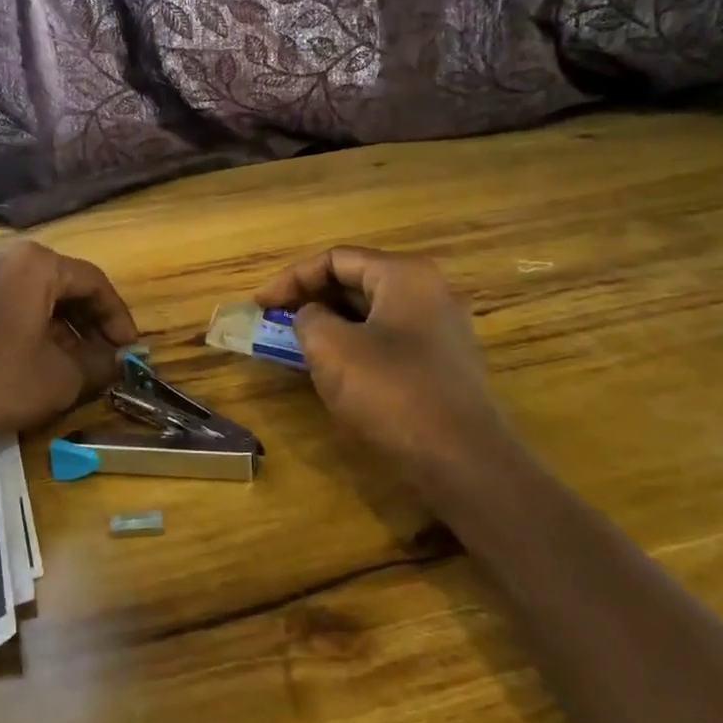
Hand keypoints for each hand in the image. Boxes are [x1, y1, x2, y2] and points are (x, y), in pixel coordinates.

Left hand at [0, 240, 138, 444]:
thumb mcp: (59, 378)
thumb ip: (97, 365)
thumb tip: (116, 362)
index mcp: (35, 264)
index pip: (93, 283)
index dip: (118, 318)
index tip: (129, 350)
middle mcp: (4, 256)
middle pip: (62, 284)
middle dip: (89, 322)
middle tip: (105, 356)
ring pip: (33, 295)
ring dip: (60, 326)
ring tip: (74, 362)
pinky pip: (5, 303)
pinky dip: (29, 325)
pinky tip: (34, 358)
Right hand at [254, 247, 519, 495]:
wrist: (463, 463)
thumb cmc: (391, 393)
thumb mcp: (331, 348)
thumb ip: (308, 318)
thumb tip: (311, 317)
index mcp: (404, 274)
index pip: (335, 259)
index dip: (290, 278)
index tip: (260, 305)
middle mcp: (429, 291)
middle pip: (356, 281)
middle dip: (311, 298)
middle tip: (274, 321)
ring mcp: (441, 328)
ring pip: (372, 312)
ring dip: (331, 323)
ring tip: (296, 343)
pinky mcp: (443, 363)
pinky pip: (388, 339)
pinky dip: (355, 344)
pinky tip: (333, 368)